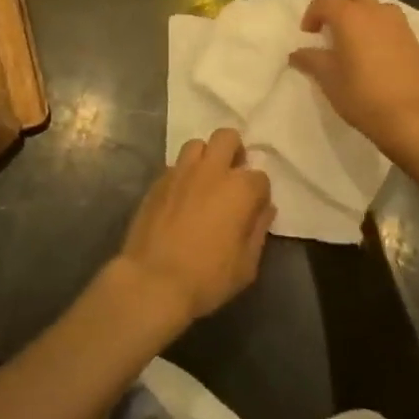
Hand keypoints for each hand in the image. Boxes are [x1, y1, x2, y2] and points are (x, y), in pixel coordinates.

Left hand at [115, 128, 273, 328]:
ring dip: (206, 158)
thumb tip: (265, 209)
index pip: (260, 177)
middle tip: (232, 176)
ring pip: (197, 144)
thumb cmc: (207, 277)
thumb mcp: (246, 265)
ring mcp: (181, 172)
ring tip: (205, 181)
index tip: (255, 209)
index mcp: (239, 189)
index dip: (260, 193)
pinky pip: (175, 165)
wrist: (153, 280)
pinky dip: (183, 175)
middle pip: (227, 137)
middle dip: (234, 151)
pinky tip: (182, 196)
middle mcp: (211, 170)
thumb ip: (258, 231)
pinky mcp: (157, 181)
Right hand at [289, 0, 418, 152]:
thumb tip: (297, 53)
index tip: (309, 34)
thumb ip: (310, 60)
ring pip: (382, 10)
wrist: (412, 119)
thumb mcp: (328, 80)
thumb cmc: (362, 95)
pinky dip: (389, 39)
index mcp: (350, 17)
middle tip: (336, 33)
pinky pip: (399, 33)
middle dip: (343, 9)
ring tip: (362, 43)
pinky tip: (386, 62)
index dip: (313, 13)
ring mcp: (403, 28)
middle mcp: (377, 13)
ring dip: (368, 19)